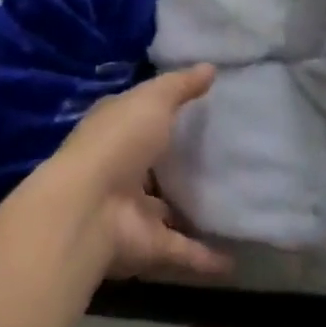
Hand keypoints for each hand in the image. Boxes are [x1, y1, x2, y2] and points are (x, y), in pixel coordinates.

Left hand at [44, 66, 232, 280]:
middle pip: (154, 163)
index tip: (199, 104)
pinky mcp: (147, 246)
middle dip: (178, 161)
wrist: (90, 208)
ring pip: (166, 209)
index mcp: (117, 126)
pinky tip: (235, 259)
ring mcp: (133, 208)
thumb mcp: (152, 100)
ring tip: (230, 205)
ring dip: (190, 210)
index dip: (164, 108)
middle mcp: (122, 165)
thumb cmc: (119, 140)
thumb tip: (210, 67)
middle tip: (222, 156)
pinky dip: (206, 257)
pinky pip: (182, 251)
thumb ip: (180, 86)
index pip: (141, 113)